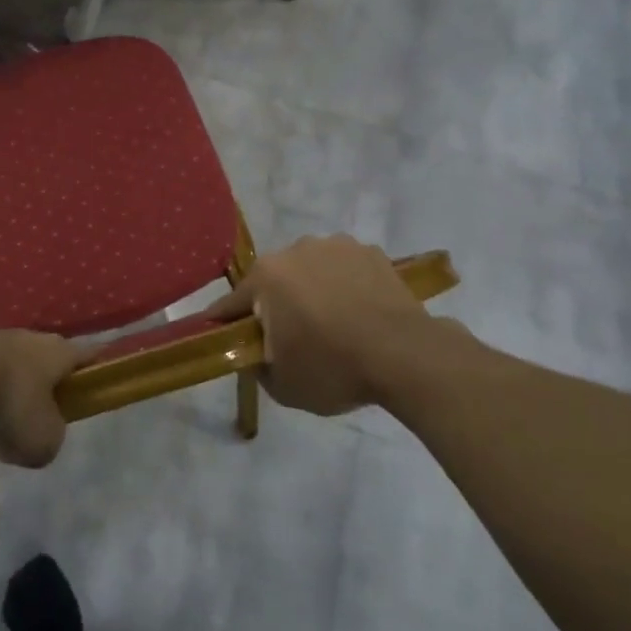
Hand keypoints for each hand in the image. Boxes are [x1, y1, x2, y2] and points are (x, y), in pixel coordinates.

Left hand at [0, 324, 83, 468]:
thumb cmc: (9, 402)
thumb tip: (37, 439)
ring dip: (0, 392)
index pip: (86, 354)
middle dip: (40, 388)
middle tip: (34, 420)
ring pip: (3, 368)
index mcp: (56, 353)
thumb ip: (49, 442)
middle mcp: (26, 339)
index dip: (94, 365)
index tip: (97, 374)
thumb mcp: (42, 441)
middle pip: (41, 362)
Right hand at [206, 235, 454, 415]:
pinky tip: (361, 313)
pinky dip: (346, 286)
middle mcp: (295, 249)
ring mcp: (335, 245)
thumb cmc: (333, 367)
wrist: (405, 355)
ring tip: (334, 324)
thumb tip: (255, 353)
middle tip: (292, 338)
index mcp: (266, 276)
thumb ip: (256, 365)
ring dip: (313, 290)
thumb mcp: (282, 385)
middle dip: (277, 304)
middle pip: (274, 281)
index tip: (225, 338)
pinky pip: (346, 269)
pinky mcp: (370, 251)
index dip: (227, 323)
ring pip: (311, 270)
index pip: (232, 302)